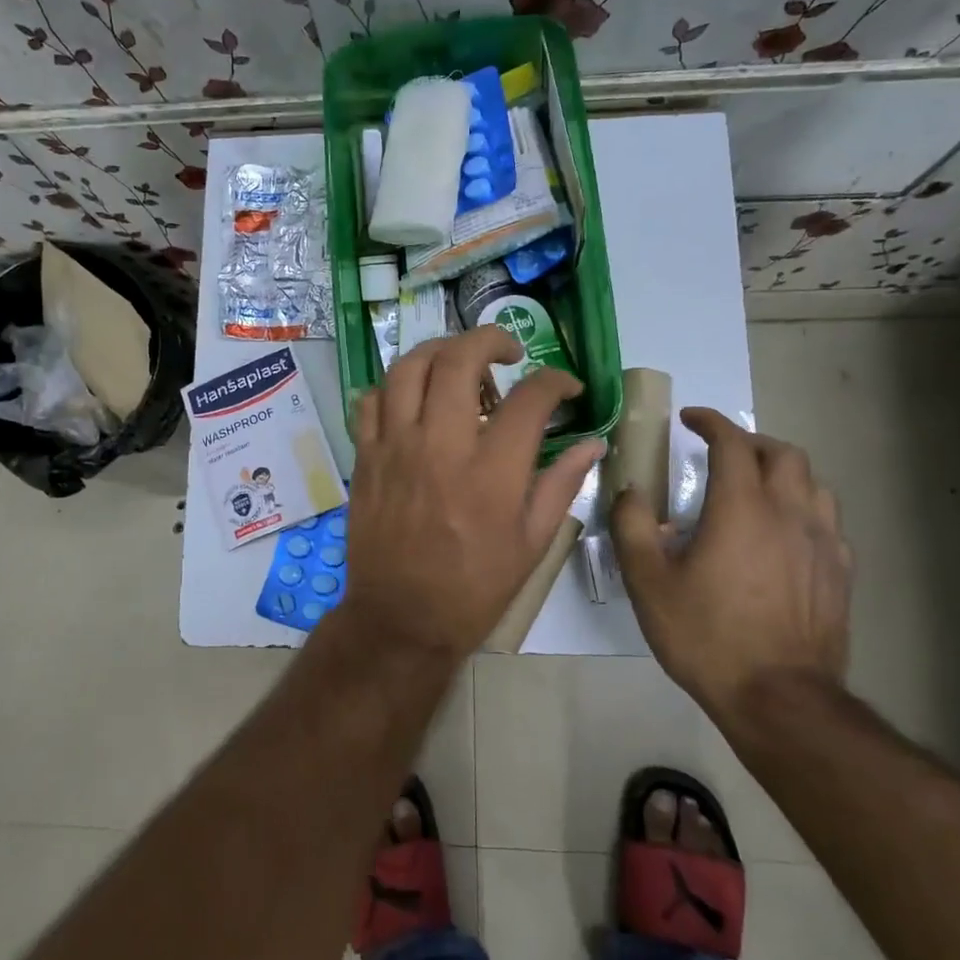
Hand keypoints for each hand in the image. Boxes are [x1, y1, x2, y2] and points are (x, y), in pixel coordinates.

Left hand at [339, 325, 605, 660]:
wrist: (401, 620)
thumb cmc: (474, 589)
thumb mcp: (532, 545)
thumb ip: (561, 484)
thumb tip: (594, 442)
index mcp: (492, 473)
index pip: (530, 398)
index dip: (556, 380)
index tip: (565, 387)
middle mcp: (441, 447)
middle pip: (459, 360)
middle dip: (491, 339)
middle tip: (508, 352)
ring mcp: (395, 448)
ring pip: (408, 368)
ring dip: (438, 351)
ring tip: (458, 363)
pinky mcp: (366, 457)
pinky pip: (370, 401)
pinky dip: (393, 387)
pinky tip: (412, 399)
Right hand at [613, 407, 852, 732]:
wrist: (779, 699)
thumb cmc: (707, 635)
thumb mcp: (648, 582)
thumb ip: (633, 527)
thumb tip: (631, 492)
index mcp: (742, 507)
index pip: (731, 443)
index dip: (710, 422)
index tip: (690, 418)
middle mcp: (789, 513)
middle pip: (782, 453)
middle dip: (749, 441)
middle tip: (721, 452)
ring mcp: (823, 543)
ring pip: (813, 483)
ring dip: (782, 471)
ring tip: (756, 486)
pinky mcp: (840, 573)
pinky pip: (827, 521)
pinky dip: (803, 508)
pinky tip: (785, 533)